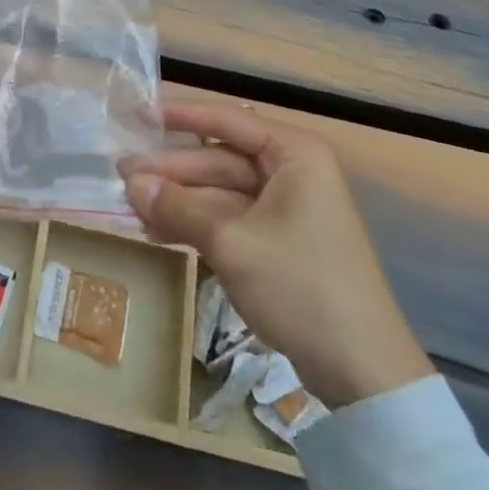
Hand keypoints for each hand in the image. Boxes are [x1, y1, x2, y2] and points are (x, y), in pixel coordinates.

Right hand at [120, 99, 433, 409]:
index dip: (179, 116)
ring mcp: (288, 210)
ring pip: (220, 193)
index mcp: (293, 155)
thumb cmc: (301, 286)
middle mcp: (292, 173)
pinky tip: (159, 233)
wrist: (366, 375)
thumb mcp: (231, 243)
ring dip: (179, 201)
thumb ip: (178, 207)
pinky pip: (231, 220)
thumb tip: (130, 182)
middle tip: (122, 176)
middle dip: (172, 172)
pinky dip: (197, 225)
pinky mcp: (282, 244)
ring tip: (132, 208)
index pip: (226, 120)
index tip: (138, 114)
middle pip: (218, 160)